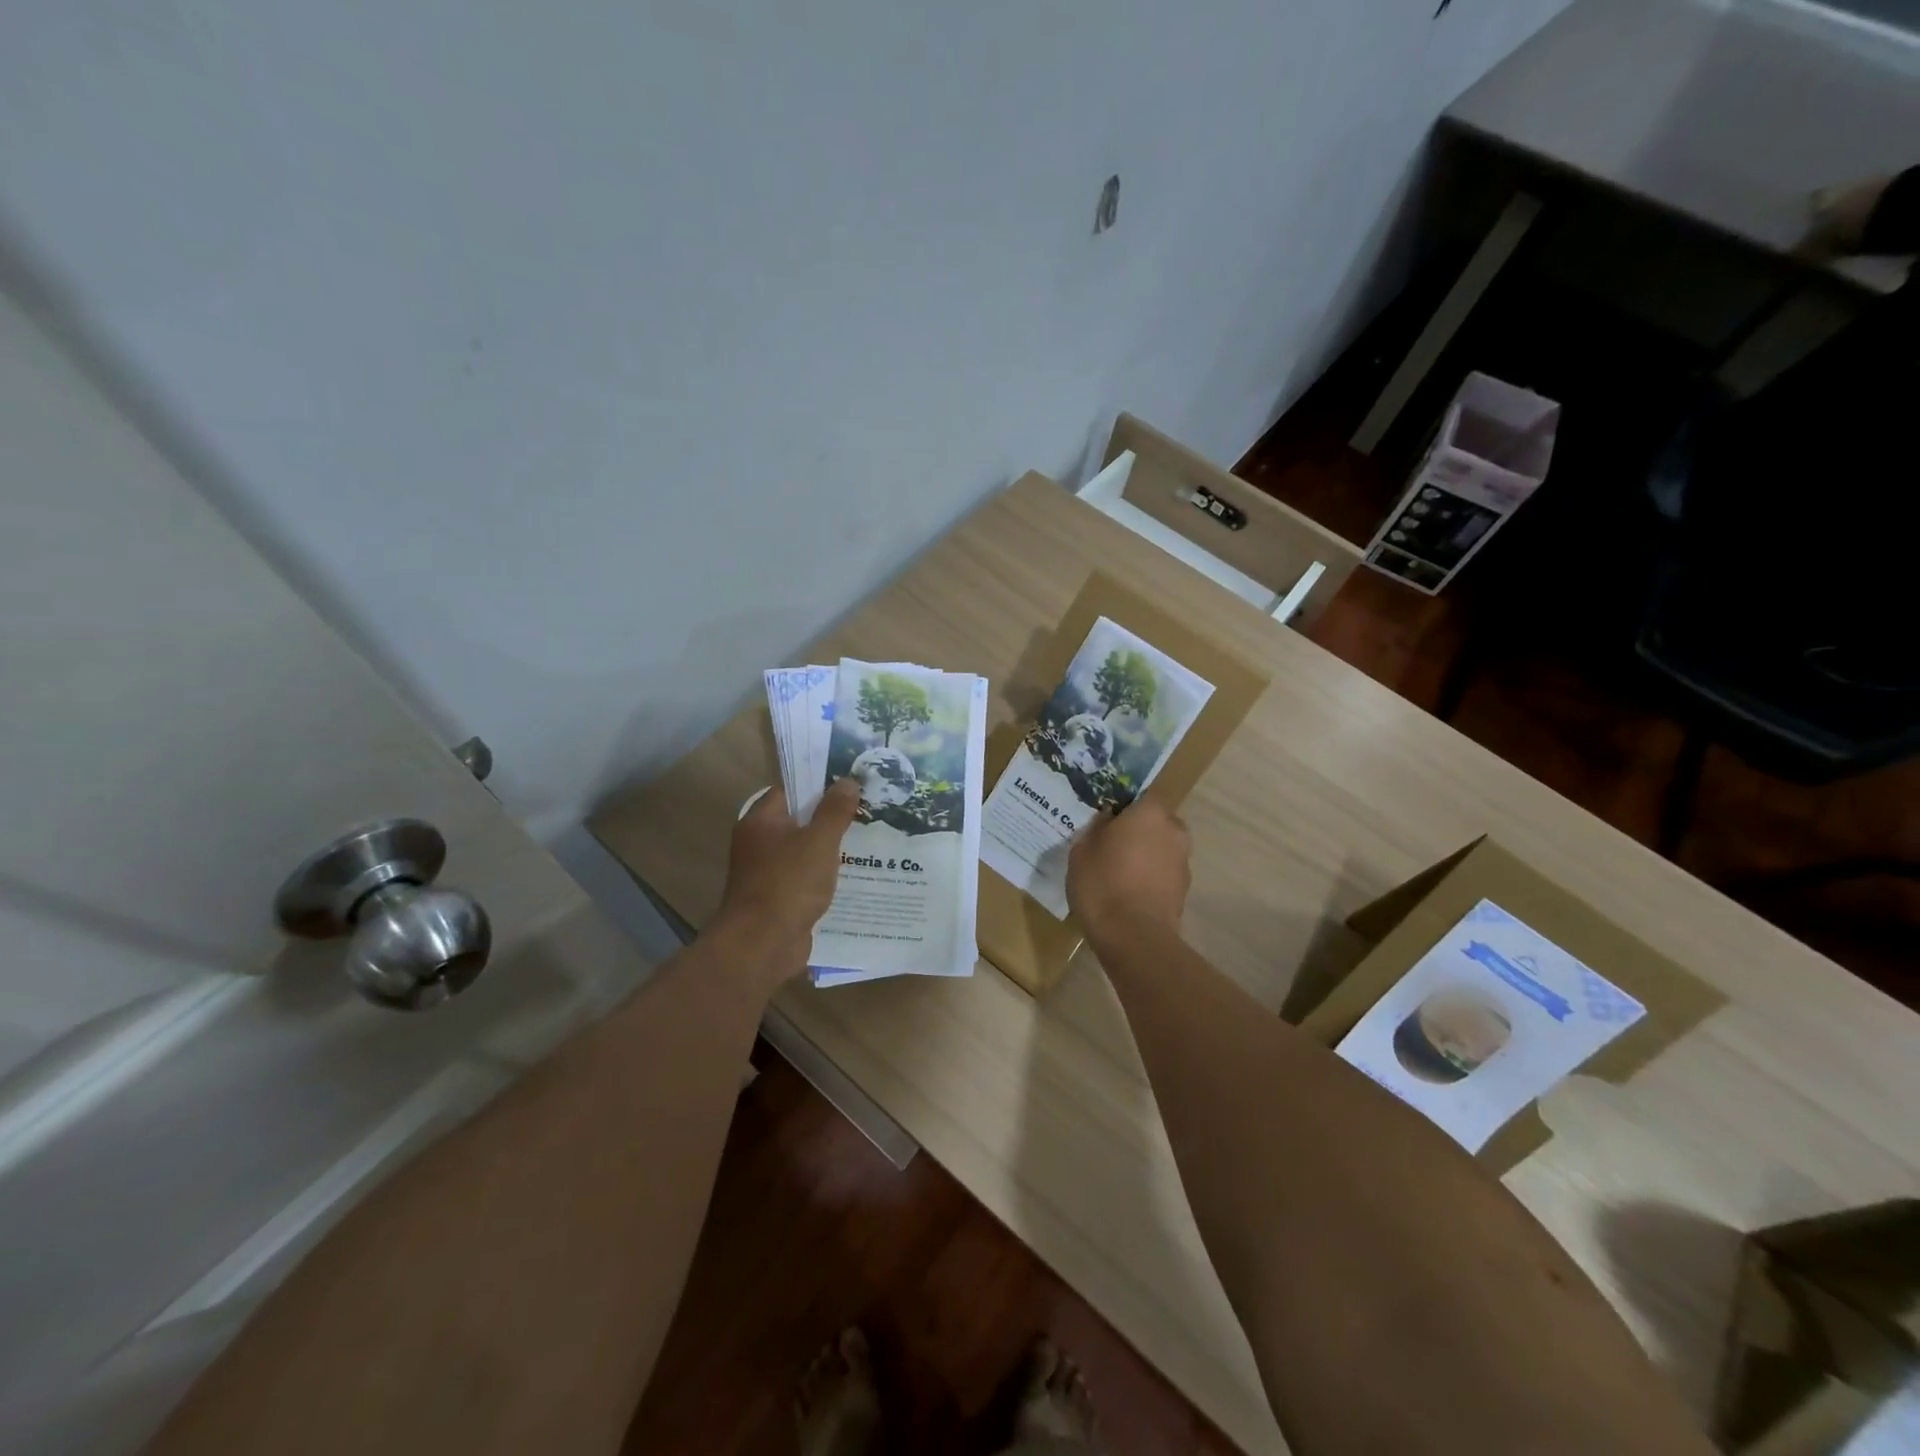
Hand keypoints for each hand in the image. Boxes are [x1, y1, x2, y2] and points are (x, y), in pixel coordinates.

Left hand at [713, 780, 859, 977]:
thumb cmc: (788, 884)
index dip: (818, 784)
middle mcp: (759, 843)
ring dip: (829, 849)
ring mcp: (767, 873)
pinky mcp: (778, 899)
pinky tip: (854, 875)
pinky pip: (805, 879)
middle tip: (865, 810)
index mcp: (761, 822)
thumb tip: (848, 782)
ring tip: (867, 840)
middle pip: (798, 821)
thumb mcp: (819, 841)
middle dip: (829, 817)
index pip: (790, 791)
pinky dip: (825, 876)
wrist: (762, 945)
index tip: (849, 783)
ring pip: (804, 852)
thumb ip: (834, 811)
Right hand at [1067, 798, 1191, 940]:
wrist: (1134, 937)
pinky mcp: (1184, 891)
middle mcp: (1174, 831)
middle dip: (1138, 830)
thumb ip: (1096, 829)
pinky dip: (1150, 878)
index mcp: (1149, 813)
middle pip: (1155, 822)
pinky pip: (1163, 874)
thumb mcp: (1082, 851)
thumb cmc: (1103, 884)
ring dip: (1146, 855)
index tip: (1107, 817)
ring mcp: (1183, 862)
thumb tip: (1107, 820)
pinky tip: (1128, 893)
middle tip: (1112, 844)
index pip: (1141, 795)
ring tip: (1118, 872)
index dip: (1124, 805)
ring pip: (1161, 848)